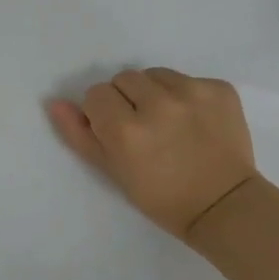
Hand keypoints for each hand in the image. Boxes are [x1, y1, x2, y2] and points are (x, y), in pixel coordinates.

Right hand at [48, 67, 260, 239]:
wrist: (223, 204)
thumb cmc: (160, 196)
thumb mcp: (112, 171)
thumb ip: (80, 135)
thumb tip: (55, 102)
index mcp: (126, 129)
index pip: (96, 94)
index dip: (102, 113)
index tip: (116, 133)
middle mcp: (158, 104)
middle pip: (124, 78)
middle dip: (127, 99)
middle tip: (142, 129)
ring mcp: (193, 93)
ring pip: (155, 75)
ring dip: (155, 93)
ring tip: (168, 123)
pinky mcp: (220, 89)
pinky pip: (189, 79)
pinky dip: (186, 96)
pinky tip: (194, 122)